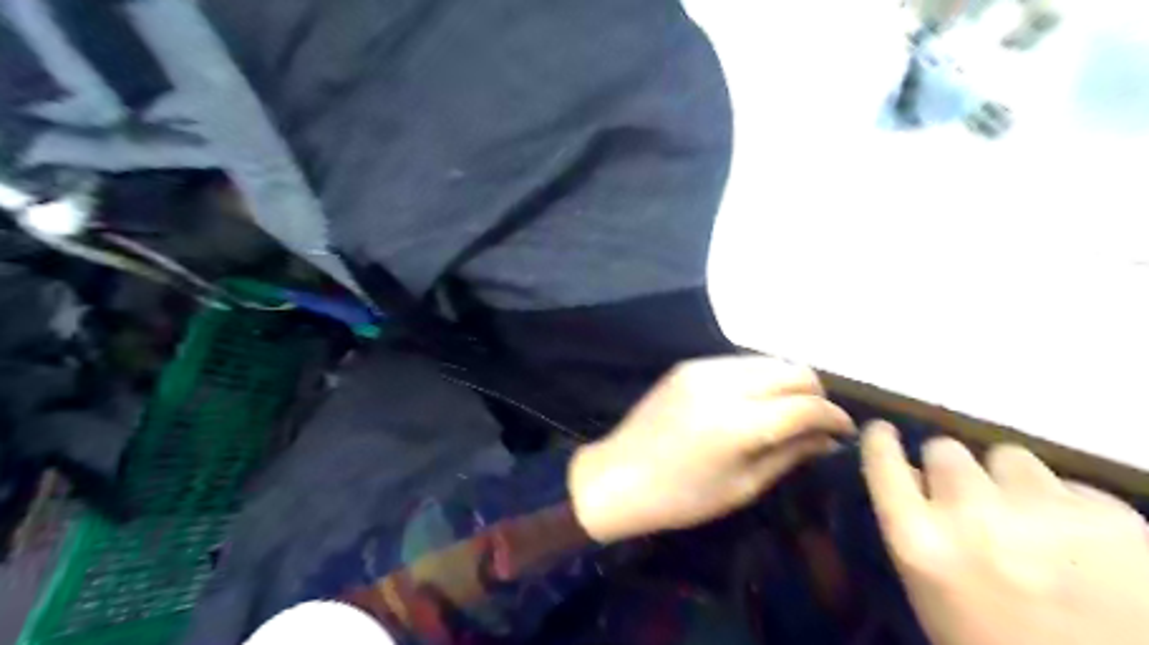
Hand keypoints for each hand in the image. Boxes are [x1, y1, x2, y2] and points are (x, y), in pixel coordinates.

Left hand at [570, 359, 855, 544]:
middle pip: (792, 369)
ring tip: (786, 412)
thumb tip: (827, 438)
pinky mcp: (688, 365)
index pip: (806, 405)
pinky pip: (739, 362)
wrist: (618, 476)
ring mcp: (702, 368)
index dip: (834, 417)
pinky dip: (758, 378)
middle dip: (814, 394)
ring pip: (767, 360)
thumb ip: (789, 454)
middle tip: (816, 422)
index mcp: (738, 422)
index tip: (843, 431)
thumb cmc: (681, 496)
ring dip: (787, 382)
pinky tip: (753, 402)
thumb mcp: (742, 486)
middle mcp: (723, 383)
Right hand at [863, 420, 1148, 643]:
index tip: (883, 432)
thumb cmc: (993, 644)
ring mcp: (1041, 510)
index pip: (882, 461)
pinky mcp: (1110, 516)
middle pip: (944, 450)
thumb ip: (914, 528)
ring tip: (1030, 517)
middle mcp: (969, 512)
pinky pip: (1070, 486)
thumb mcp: (931, 591)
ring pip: (1007, 456)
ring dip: (1009, 480)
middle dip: (951, 469)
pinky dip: (1068, 506)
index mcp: (918, 541)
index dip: (881, 441)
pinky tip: (1083, 543)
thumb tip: (911, 478)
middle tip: (970, 496)